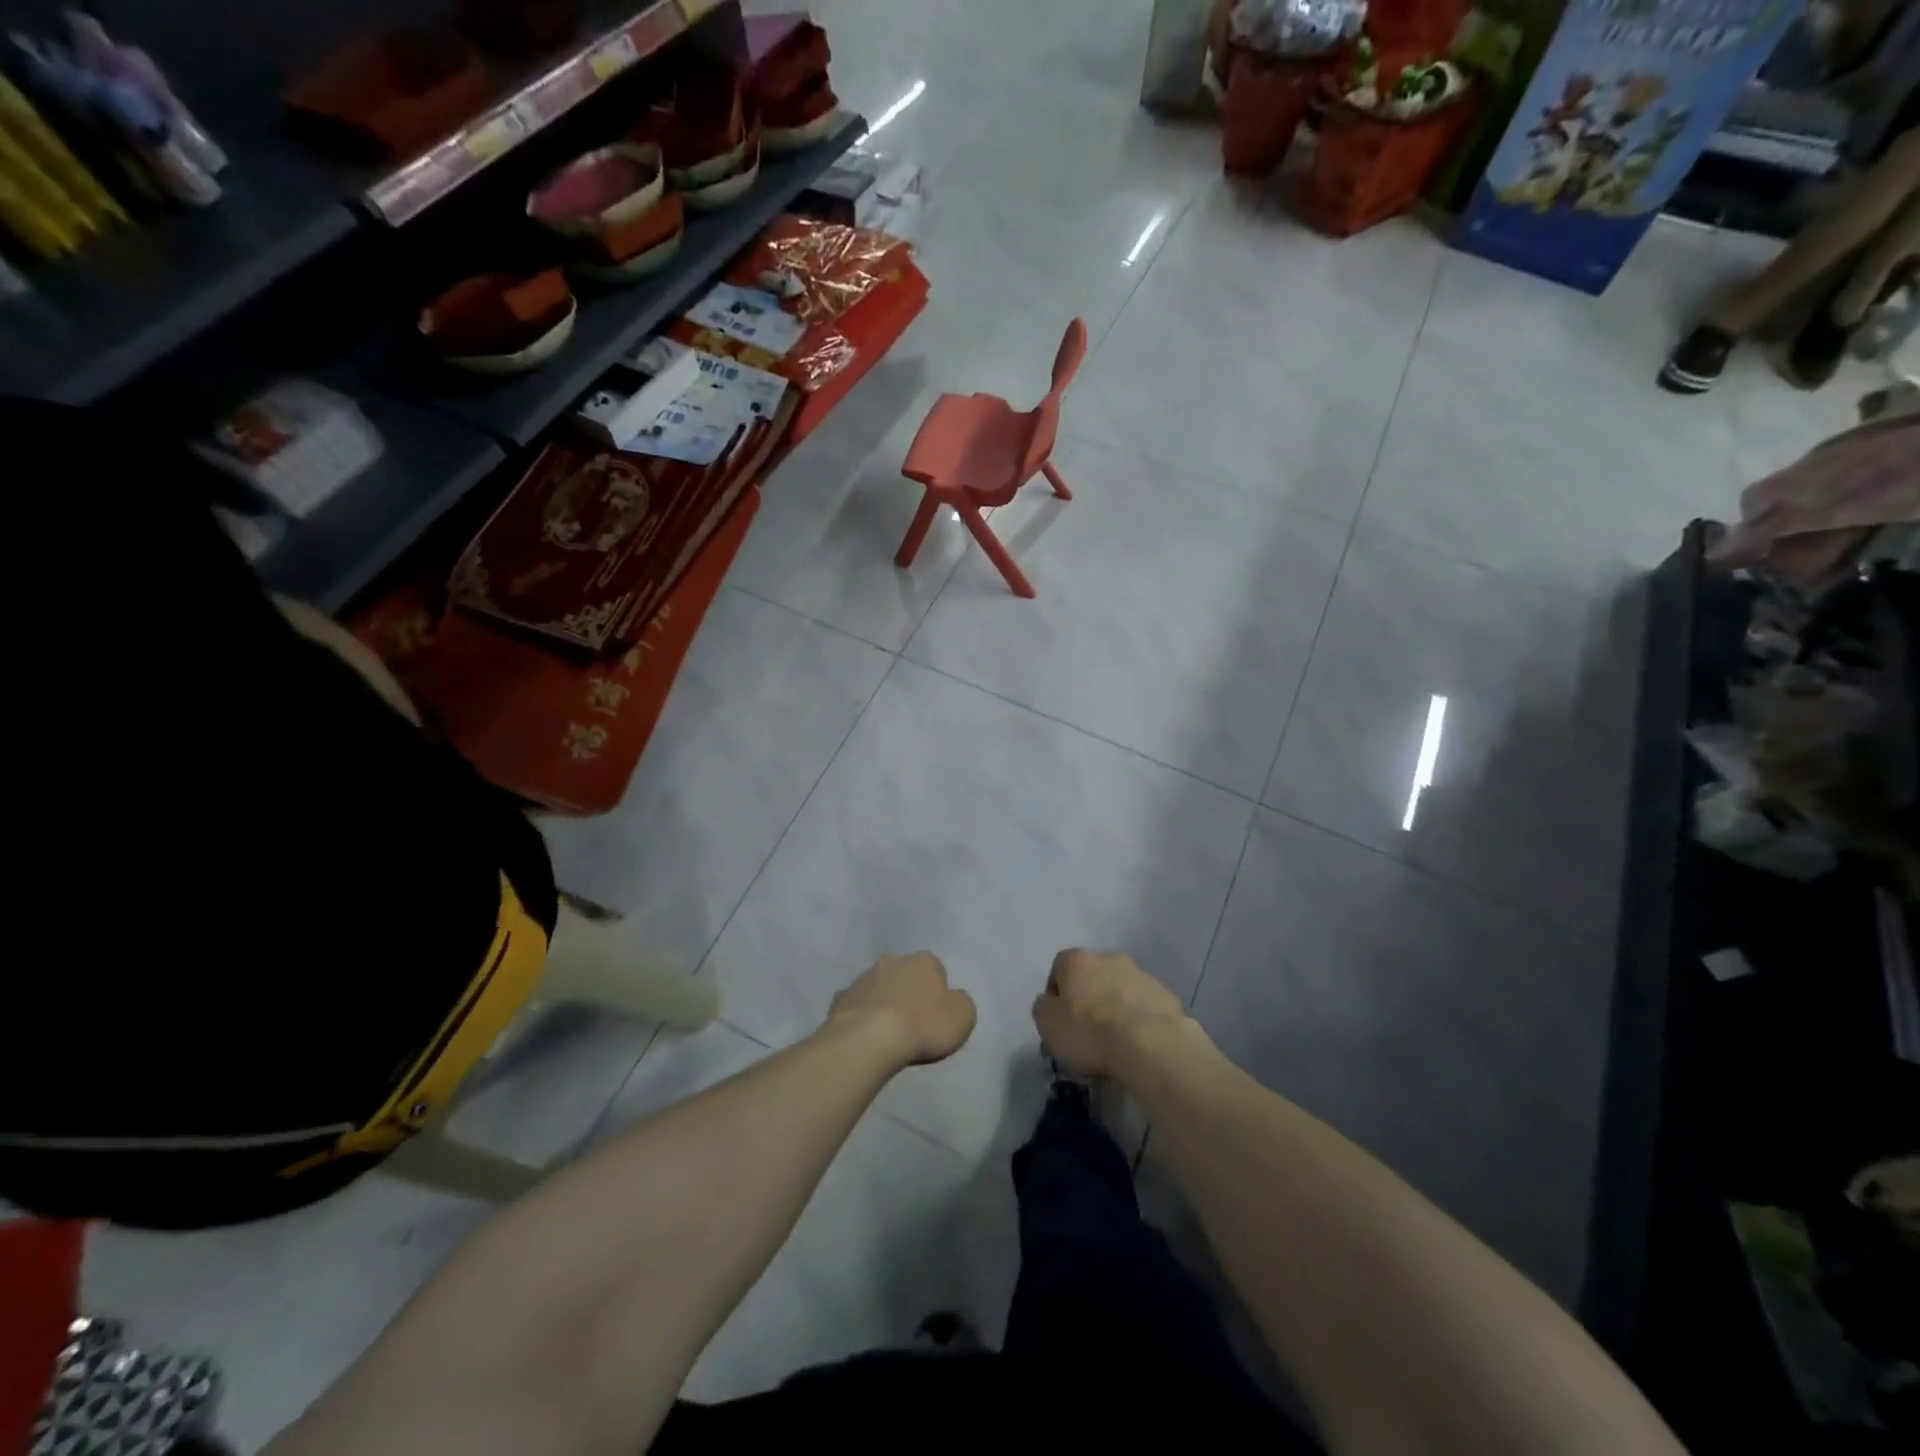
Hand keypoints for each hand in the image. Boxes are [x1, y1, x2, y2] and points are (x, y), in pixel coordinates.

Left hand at [829, 952, 975, 1066]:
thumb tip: (951, 999)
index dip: (937, 993)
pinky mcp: (840, 998)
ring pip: (877, 987)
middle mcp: (892, 961)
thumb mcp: (963, 1016)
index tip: (936, 1016)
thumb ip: (961, 1003)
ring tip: (886, 1034)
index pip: (936, 970)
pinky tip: (864, 1037)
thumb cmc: (923, 1026)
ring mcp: (863, 978)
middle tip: (911, 1023)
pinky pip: (856, 1005)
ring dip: (882, 1002)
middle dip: (907, 992)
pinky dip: (860, 1016)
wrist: (870, 1040)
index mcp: (924, 961)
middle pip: (904, 975)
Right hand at [1033, 949, 1188, 1080]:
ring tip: (1115, 1043)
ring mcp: (1141, 974)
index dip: (1056, 995)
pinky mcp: (1165, 996)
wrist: (1150, 1044)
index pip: (1059, 968)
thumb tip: (1049, 1004)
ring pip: (1120, 990)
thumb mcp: (1048, 1025)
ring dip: (1115, 1008)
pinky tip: (1137, 1045)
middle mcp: (1109, 958)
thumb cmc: (1089, 1031)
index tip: (1059, 1022)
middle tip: (1086, 1033)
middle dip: (1088, 999)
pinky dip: (1139, 1020)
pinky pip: (1144, 1007)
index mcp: (1077, 960)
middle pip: (1092, 977)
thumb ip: (1043, 1009)